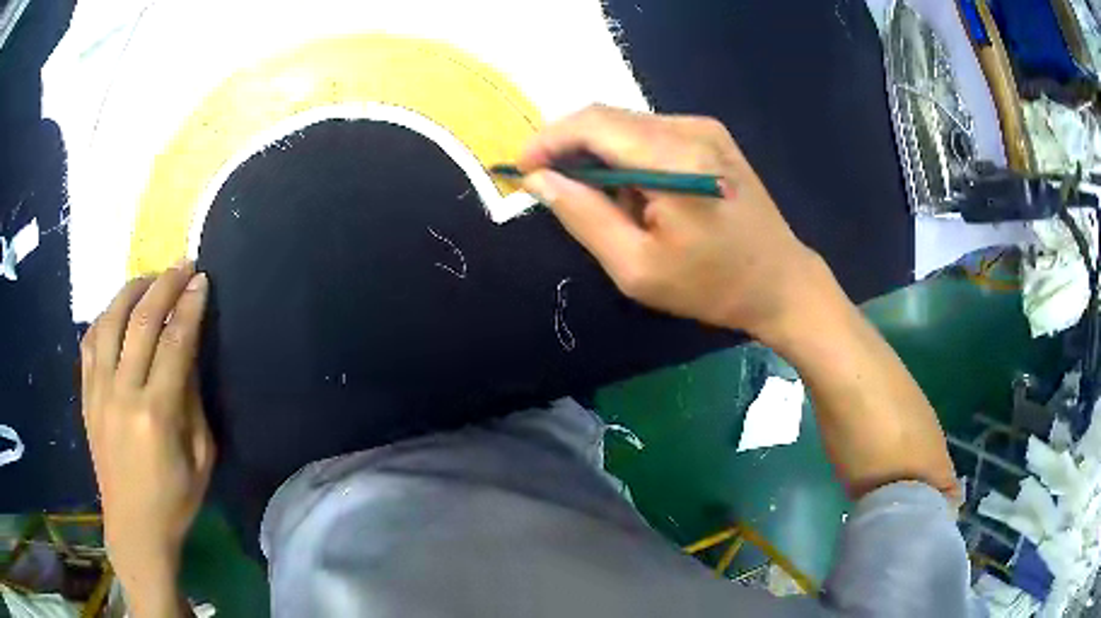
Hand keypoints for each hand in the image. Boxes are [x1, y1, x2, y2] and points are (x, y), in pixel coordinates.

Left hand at [81, 261, 213, 614]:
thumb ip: (194, 401)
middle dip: (164, 285)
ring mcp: (98, 391)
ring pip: (110, 321)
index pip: (175, 343)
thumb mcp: (201, 458)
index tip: (202, 280)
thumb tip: (189, 352)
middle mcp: (122, 393)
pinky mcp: (86, 395)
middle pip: (141, 321)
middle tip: (183, 265)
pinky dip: (105, 316)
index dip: (190, 306)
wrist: (133, 527)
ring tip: (149, 279)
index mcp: (156, 415)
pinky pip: (90, 341)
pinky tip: (117, 310)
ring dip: (131, 291)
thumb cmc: (174, 500)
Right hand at [518, 105, 825, 343]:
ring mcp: (704, 128)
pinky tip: (636, 193)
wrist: (780, 283)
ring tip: (601, 201)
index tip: (523, 169)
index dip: (549, 140)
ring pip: (626, 125)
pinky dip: (626, 156)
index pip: (593, 123)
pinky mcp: (711, 136)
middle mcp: (690, 128)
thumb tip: (540, 180)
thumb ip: (584, 216)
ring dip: (599, 154)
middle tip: (552, 187)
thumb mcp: (637, 267)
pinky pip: (650, 133)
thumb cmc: (711, 286)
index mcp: (675, 157)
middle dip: (569, 147)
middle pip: (607, 118)